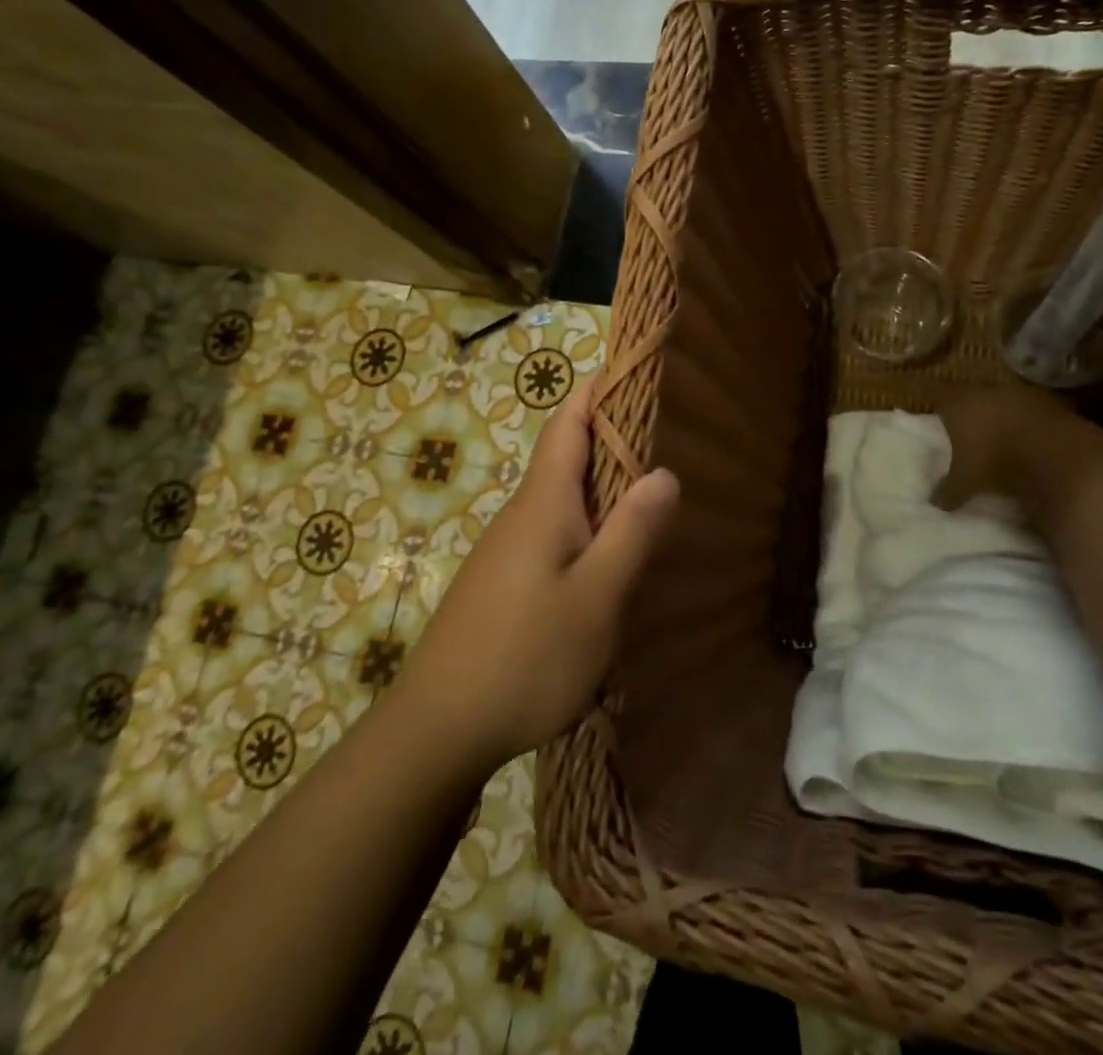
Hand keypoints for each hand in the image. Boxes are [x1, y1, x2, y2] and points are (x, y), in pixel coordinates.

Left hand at [401, 378, 679, 770]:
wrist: (435, 730)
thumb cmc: (525, 656)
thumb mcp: (597, 597)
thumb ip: (633, 532)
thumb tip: (664, 473)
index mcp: (543, 502)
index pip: (567, 422)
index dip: (596, 390)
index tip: (631, 371)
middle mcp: (521, 515)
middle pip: (567, 458)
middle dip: (612, 442)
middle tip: (667, 445)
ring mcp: (506, 551)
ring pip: (562, 504)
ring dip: (602, 495)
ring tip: (650, 511)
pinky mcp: (501, 585)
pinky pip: (552, 538)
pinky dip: (586, 533)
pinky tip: (607, 571)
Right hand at [932, 382, 1073, 509]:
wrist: (1054, 454)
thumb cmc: (994, 462)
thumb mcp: (965, 483)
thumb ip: (948, 490)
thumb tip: (936, 501)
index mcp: (958, 404)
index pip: (940, 398)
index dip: (941, 410)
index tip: (941, 422)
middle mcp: (985, 391)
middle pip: (972, 395)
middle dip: (972, 410)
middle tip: (971, 430)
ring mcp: (1018, 392)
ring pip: (1002, 399)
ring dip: (1002, 413)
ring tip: (1003, 435)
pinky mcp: (1047, 400)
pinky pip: (1030, 408)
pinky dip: (1028, 420)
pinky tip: (1030, 438)